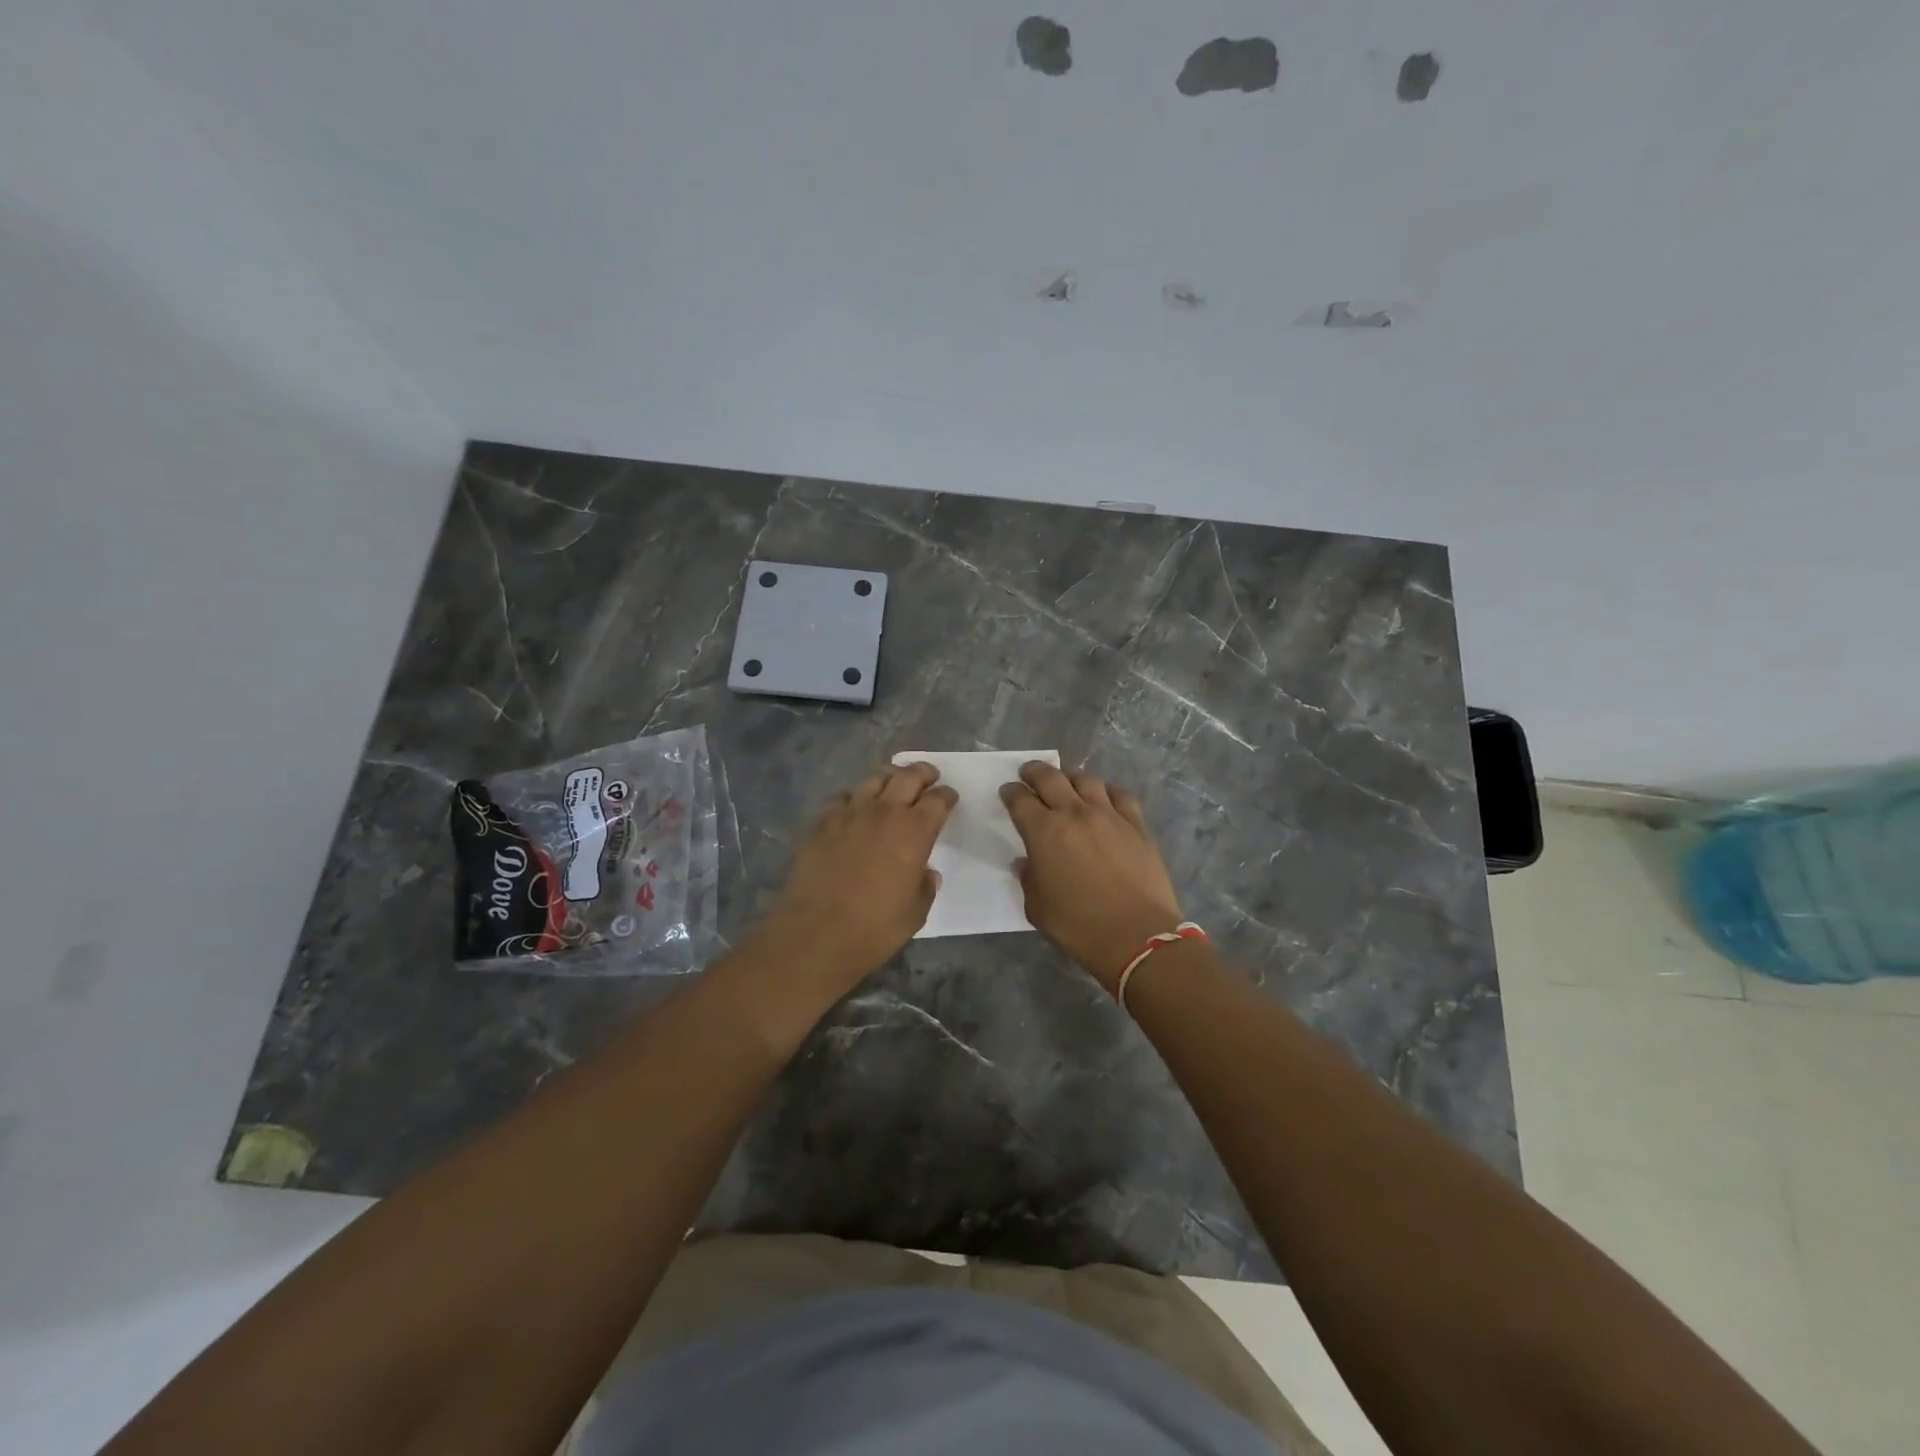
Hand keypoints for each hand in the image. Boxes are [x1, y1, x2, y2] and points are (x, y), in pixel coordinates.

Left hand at [760, 762, 956, 988]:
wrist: (816, 933)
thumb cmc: (875, 927)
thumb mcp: (916, 912)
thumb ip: (925, 886)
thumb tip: (925, 872)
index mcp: (915, 831)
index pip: (937, 801)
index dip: (946, 797)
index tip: (949, 799)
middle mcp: (884, 812)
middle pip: (908, 776)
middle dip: (923, 773)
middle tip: (929, 776)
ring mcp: (850, 813)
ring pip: (874, 779)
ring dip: (889, 778)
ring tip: (893, 784)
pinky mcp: (822, 822)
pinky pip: (841, 797)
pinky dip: (853, 797)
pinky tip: (853, 806)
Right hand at [1001, 762, 1184, 992]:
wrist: (1137, 935)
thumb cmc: (1079, 926)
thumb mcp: (1037, 908)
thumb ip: (1028, 879)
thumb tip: (1027, 863)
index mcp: (1043, 832)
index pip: (1020, 800)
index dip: (1011, 792)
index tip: (1008, 792)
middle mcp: (1074, 813)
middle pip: (1050, 777)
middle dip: (1035, 771)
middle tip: (1029, 773)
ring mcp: (1109, 815)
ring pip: (1086, 779)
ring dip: (1071, 777)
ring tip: (1067, 783)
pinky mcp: (1136, 824)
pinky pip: (1120, 795)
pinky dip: (1107, 791)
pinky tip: (1104, 797)